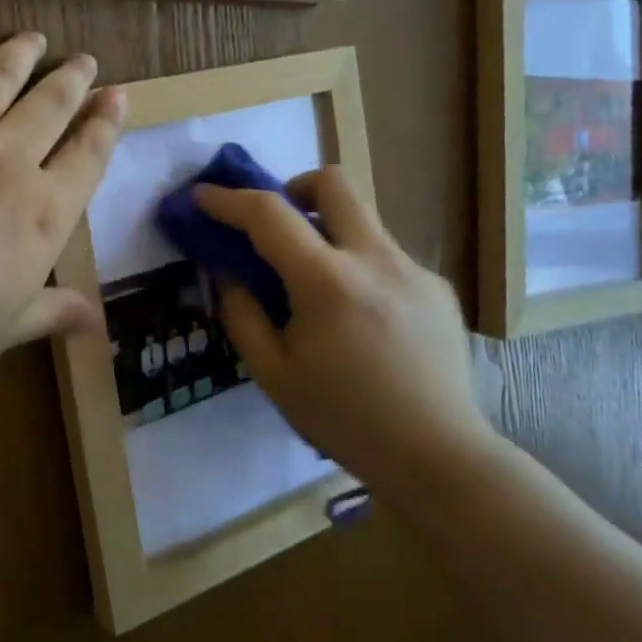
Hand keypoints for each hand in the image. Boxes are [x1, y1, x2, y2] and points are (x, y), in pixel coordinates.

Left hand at [0, 16, 125, 399]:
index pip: (89, 155)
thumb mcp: (5, 328)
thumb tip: (97, 321)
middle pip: (50, 105)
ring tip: (34, 38)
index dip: (106, 123)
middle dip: (72, 79)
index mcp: (42, 211)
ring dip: (20, 53)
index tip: (118, 96)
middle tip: (84, 60)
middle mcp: (6, 160)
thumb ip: (53, 311)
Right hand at [193, 169, 495, 488]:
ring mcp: (414, 270)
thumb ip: (242, 313)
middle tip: (278, 224)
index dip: (228, 199)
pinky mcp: (437, 288)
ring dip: (328, 231)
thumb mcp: (274, 375)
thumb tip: (225, 270)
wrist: (439, 458)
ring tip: (318, 287)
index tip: (202, 196)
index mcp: (328, 283)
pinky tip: (362, 321)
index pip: (269, 214)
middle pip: (332, 183)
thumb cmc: (345, 421)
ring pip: (361, 220)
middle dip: (294, 187)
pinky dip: (358, 268)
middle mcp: (375, 260)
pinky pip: (386, 256)